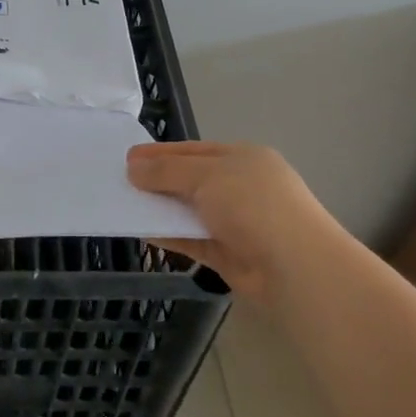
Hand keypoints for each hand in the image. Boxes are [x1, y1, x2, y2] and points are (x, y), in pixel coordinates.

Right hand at [126, 141, 345, 302]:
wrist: (295, 266)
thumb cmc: (252, 204)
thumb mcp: (206, 175)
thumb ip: (166, 171)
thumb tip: (133, 168)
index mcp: (243, 158)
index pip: (194, 150)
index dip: (161, 153)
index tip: (128, 157)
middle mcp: (240, 186)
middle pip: (191, 179)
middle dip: (158, 180)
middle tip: (121, 182)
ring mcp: (236, 221)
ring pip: (190, 210)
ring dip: (162, 208)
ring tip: (124, 206)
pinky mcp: (229, 253)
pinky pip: (192, 239)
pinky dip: (170, 235)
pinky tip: (143, 232)